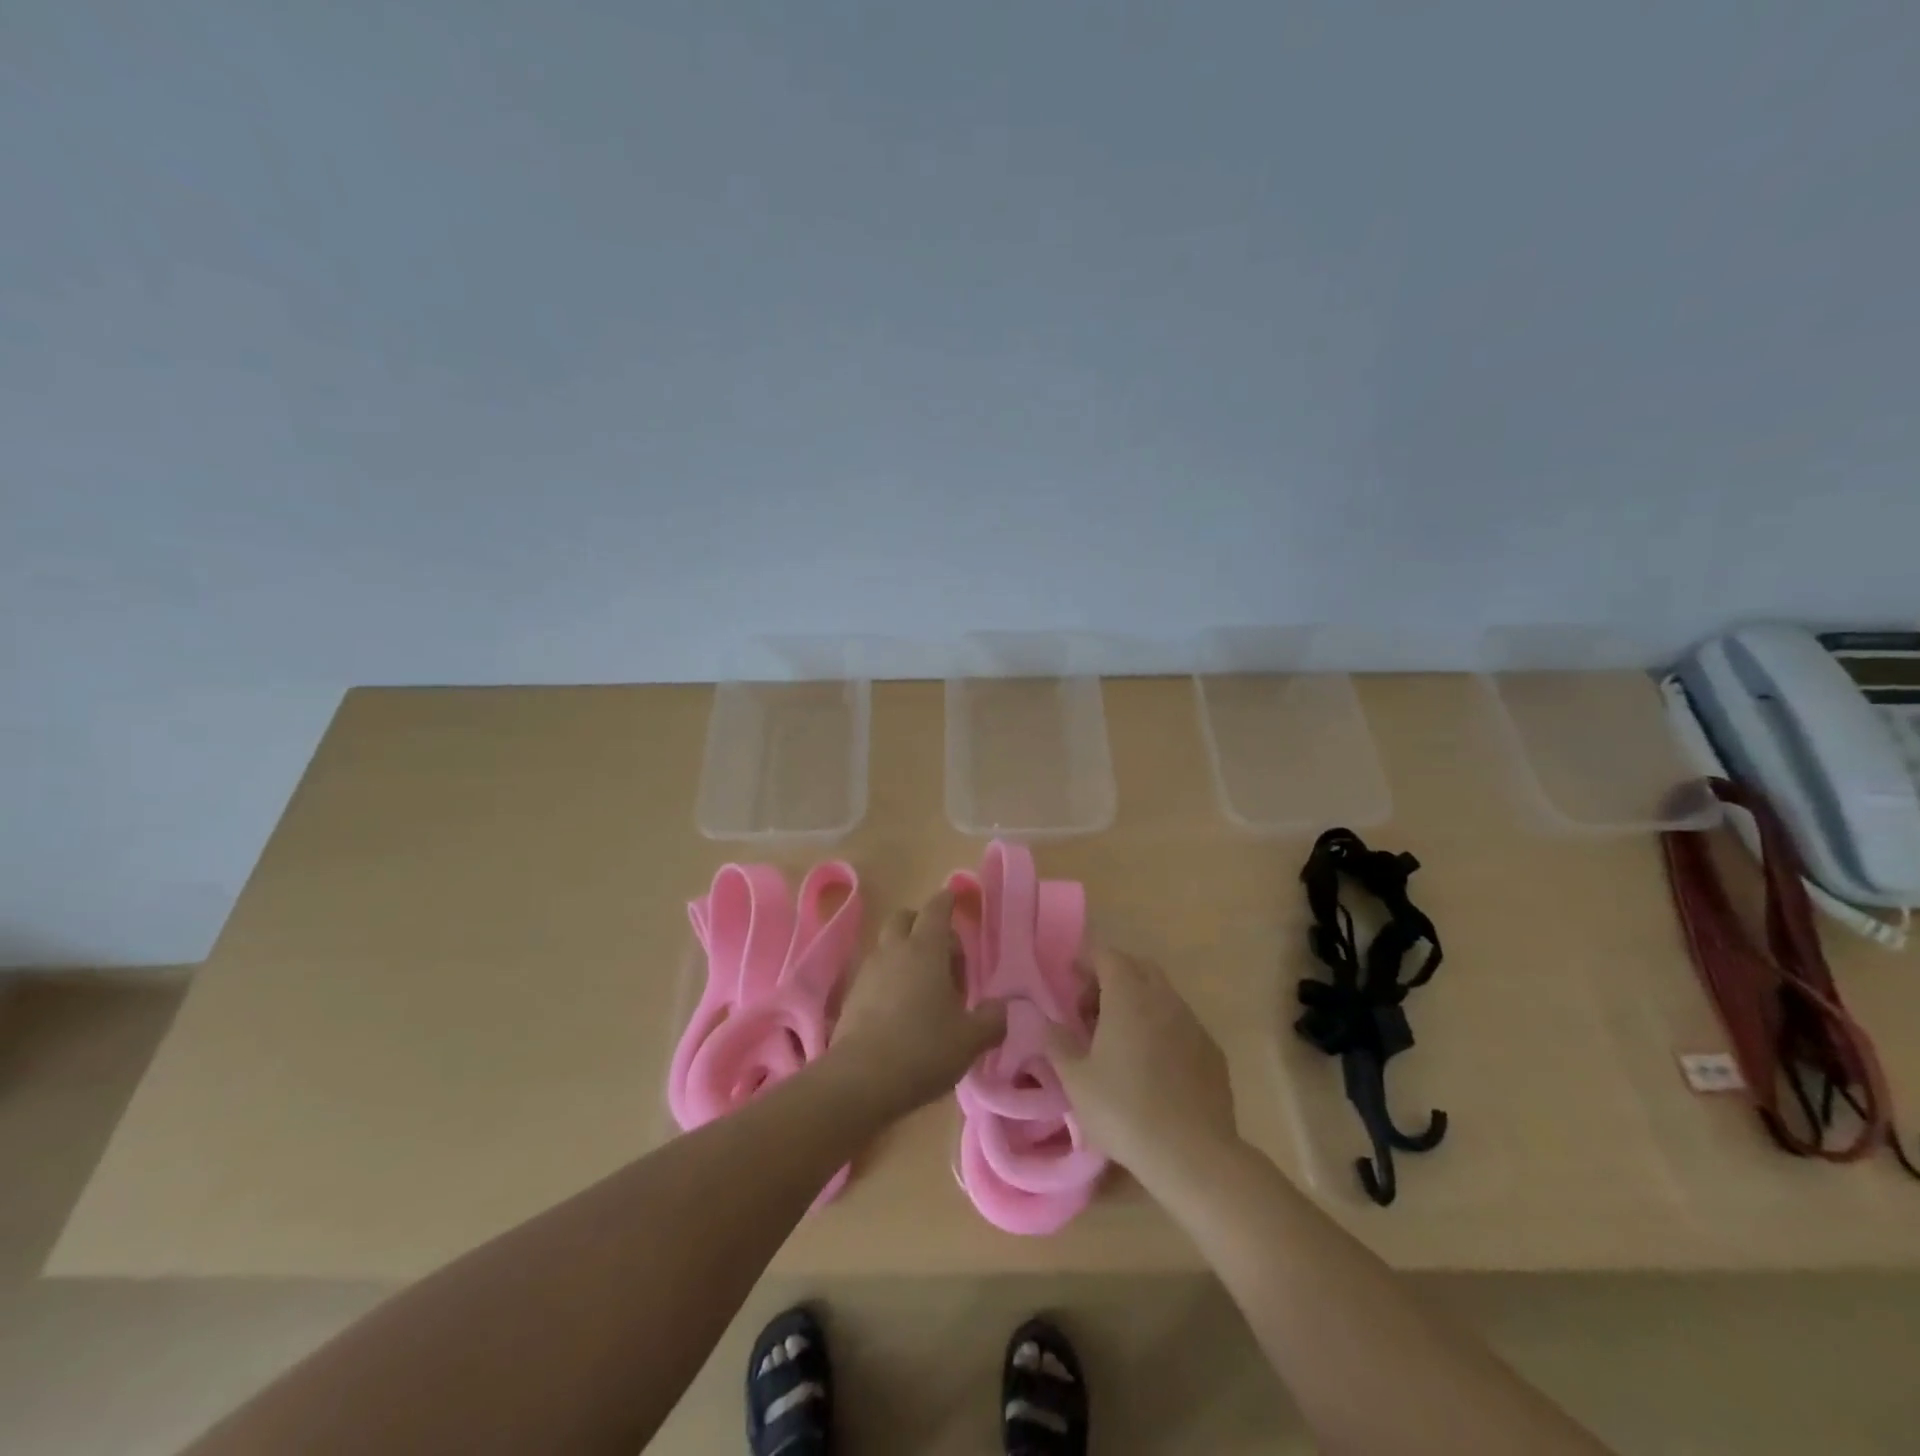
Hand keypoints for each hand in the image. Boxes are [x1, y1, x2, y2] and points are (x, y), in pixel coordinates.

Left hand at [829, 888, 1006, 1115]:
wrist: (860, 1080)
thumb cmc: (923, 1049)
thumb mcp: (970, 1039)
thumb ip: (992, 1020)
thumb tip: (1000, 1008)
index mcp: (926, 949)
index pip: (936, 909)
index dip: (947, 900)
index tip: (954, 897)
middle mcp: (894, 950)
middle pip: (905, 918)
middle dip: (923, 924)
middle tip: (945, 953)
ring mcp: (868, 971)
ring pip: (888, 945)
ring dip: (906, 953)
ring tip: (926, 987)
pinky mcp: (851, 996)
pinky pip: (875, 972)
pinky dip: (890, 978)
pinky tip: (902, 1008)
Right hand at [1046, 949, 1239, 1190]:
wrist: (1193, 1154)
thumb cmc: (1124, 1110)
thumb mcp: (1075, 1080)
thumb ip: (1057, 1043)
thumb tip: (1048, 1023)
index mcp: (1129, 995)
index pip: (1107, 955)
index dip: (1086, 963)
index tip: (1070, 983)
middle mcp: (1164, 998)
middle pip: (1138, 967)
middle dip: (1113, 978)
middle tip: (1092, 1011)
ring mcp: (1193, 1023)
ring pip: (1162, 995)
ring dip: (1139, 1003)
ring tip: (1120, 1041)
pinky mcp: (1212, 1051)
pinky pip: (1181, 1024)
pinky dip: (1162, 1029)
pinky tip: (1153, 1066)